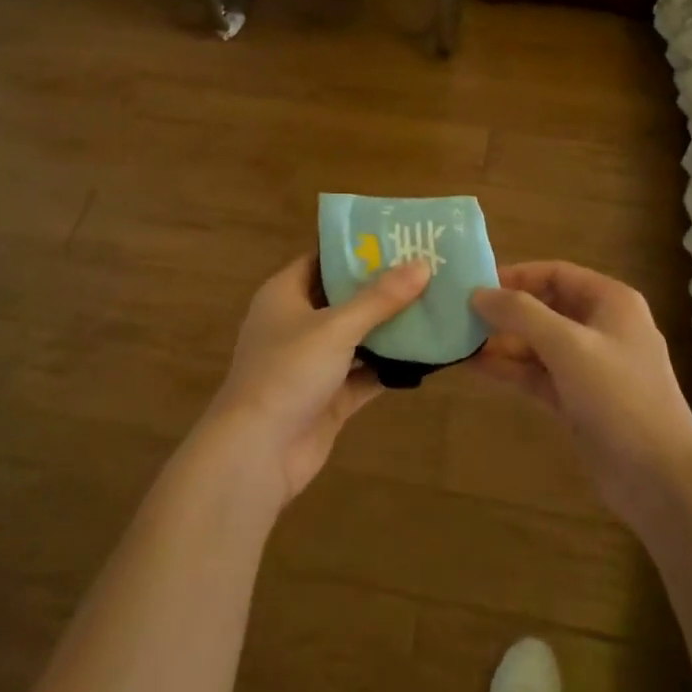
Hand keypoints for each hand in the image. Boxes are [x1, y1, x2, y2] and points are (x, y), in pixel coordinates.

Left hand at [204, 253, 429, 503]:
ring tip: (435, 306)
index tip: (398, 238)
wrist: (256, 453)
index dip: (357, 249)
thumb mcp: (336, 327)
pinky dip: (388, 367)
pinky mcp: (327, 397)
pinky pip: (363, 374)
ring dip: (389, 328)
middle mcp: (296, 324)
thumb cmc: (287, 372)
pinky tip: (425, 356)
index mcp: (285, 294)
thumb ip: (380, 298)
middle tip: (427, 270)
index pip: (322, 259)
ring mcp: (311, 363)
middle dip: (382, 288)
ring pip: (356, 337)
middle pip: (344, 297)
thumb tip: (422, 264)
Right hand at [470, 261, 691, 531]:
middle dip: (505, 312)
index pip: (556, 273)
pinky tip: (476, 368)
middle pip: (545, 308)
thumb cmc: (619, 397)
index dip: (516, 276)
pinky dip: (512, 370)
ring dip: (503, 343)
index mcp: (611, 302)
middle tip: (460, 315)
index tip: (476, 285)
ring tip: (459, 342)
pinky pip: (540, 374)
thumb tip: (478, 293)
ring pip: (539, 344)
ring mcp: (591, 366)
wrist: (660, 479)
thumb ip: (521, 314)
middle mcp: (602, 327)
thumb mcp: (568, 346)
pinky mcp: (580, 400)